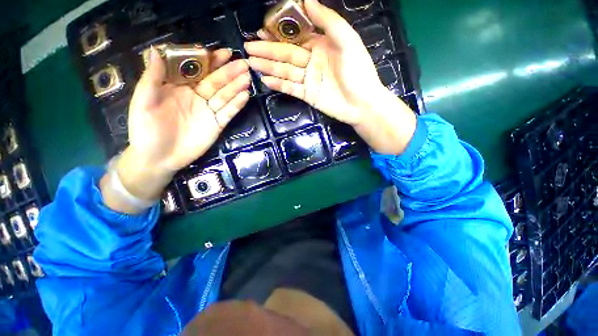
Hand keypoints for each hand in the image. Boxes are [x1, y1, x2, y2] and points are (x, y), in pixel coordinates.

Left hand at [101, 48, 250, 212]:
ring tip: (247, 78)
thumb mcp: (144, 102)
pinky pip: (228, 113)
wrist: (159, 157)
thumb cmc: (146, 129)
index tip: (223, 53)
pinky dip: (236, 105)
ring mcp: (208, 111)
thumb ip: (152, 78)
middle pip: (215, 82)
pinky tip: (245, 96)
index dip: (210, 61)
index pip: (197, 70)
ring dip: (236, 87)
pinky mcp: (217, 125)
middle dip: (229, 73)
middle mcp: (196, 97)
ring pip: (225, 96)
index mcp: (178, 87)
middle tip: (243, 65)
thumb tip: (157, 50)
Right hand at [245, 0, 415, 154]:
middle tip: (248, 48)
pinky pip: (290, 88)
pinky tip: (266, 81)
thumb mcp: (347, 41)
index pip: (295, 37)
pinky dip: (278, 85)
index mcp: (321, 45)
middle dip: (267, 51)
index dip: (278, 34)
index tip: (261, 31)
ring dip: (268, 67)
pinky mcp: (307, 95)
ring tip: (251, 63)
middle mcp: (311, 61)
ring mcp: (308, 79)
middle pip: (285, 54)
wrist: (362, 104)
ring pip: (285, 71)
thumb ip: (328, 21)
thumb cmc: (358, 72)